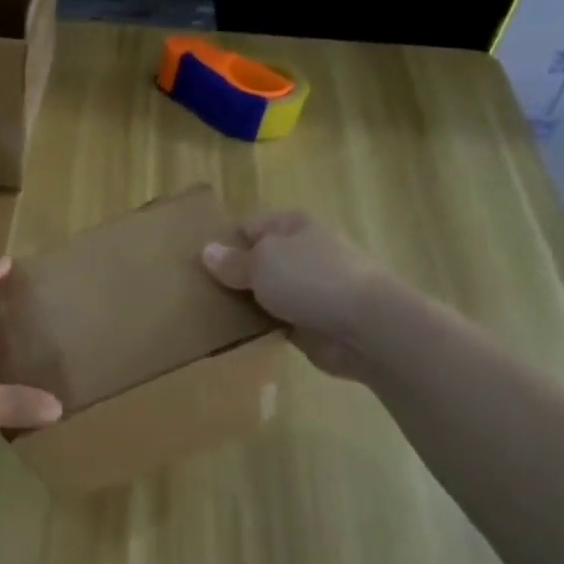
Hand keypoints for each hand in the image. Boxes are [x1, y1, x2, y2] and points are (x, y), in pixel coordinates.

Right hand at [201, 211, 384, 381]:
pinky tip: (235, 337)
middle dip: (232, 276)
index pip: (248, 227)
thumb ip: (233, 261)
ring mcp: (309, 289)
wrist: (367, 327)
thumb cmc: (311, 279)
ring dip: (245, 304)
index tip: (196, 264)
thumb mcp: (261, 263)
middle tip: (196, 293)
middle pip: (257, 261)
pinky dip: (261, 328)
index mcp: (293, 226)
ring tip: (208, 316)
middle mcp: (302, 253)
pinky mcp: (312, 322)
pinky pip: (277, 321)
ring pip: (266, 293)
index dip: (222, 242)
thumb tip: (206, 251)